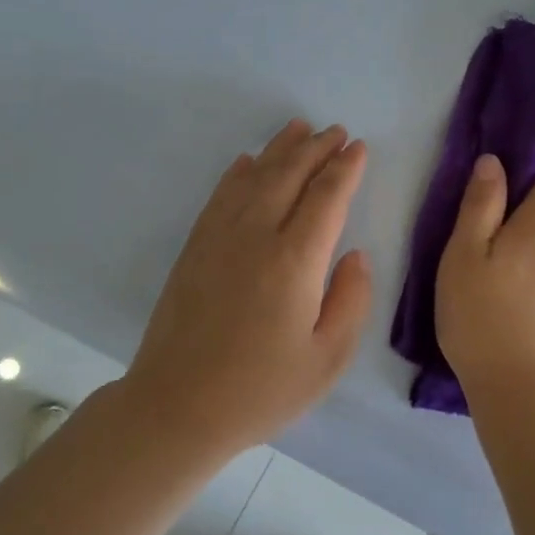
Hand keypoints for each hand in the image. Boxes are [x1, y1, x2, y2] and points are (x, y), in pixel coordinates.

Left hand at [126, 119, 372, 457]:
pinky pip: (220, 196)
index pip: (326, 198)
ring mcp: (219, 238)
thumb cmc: (260, 391)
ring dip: (279, 149)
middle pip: (289, 175)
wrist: (177, 406)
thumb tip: (355, 255)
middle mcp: (256, 236)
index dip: (344, 169)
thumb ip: (351, 301)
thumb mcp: (326, 359)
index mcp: (295, 261)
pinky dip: (238, 173)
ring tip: (299, 128)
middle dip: (316, 149)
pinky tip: (247, 162)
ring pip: (254, 177)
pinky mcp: (194, 248)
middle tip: (335, 132)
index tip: (358, 148)